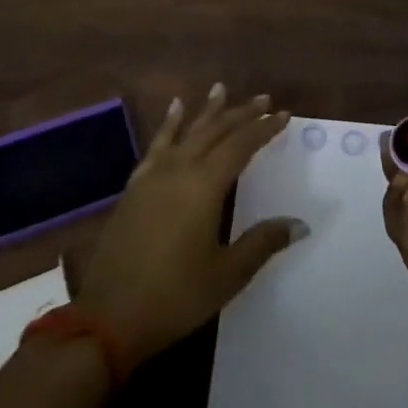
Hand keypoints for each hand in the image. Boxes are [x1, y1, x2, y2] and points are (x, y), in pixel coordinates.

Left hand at [76, 84, 305, 369]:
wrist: (107, 319)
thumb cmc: (174, 297)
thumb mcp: (227, 275)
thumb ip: (262, 242)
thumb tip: (299, 223)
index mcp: (204, 186)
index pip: (241, 145)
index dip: (263, 129)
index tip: (283, 115)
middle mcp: (179, 170)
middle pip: (215, 131)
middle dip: (241, 113)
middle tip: (263, 99)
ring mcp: (152, 176)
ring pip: (186, 132)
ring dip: (207, 111)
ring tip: (220, 88)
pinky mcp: (134, 188)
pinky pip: (157, 145)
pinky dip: (169, 125)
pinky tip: (174, 111)